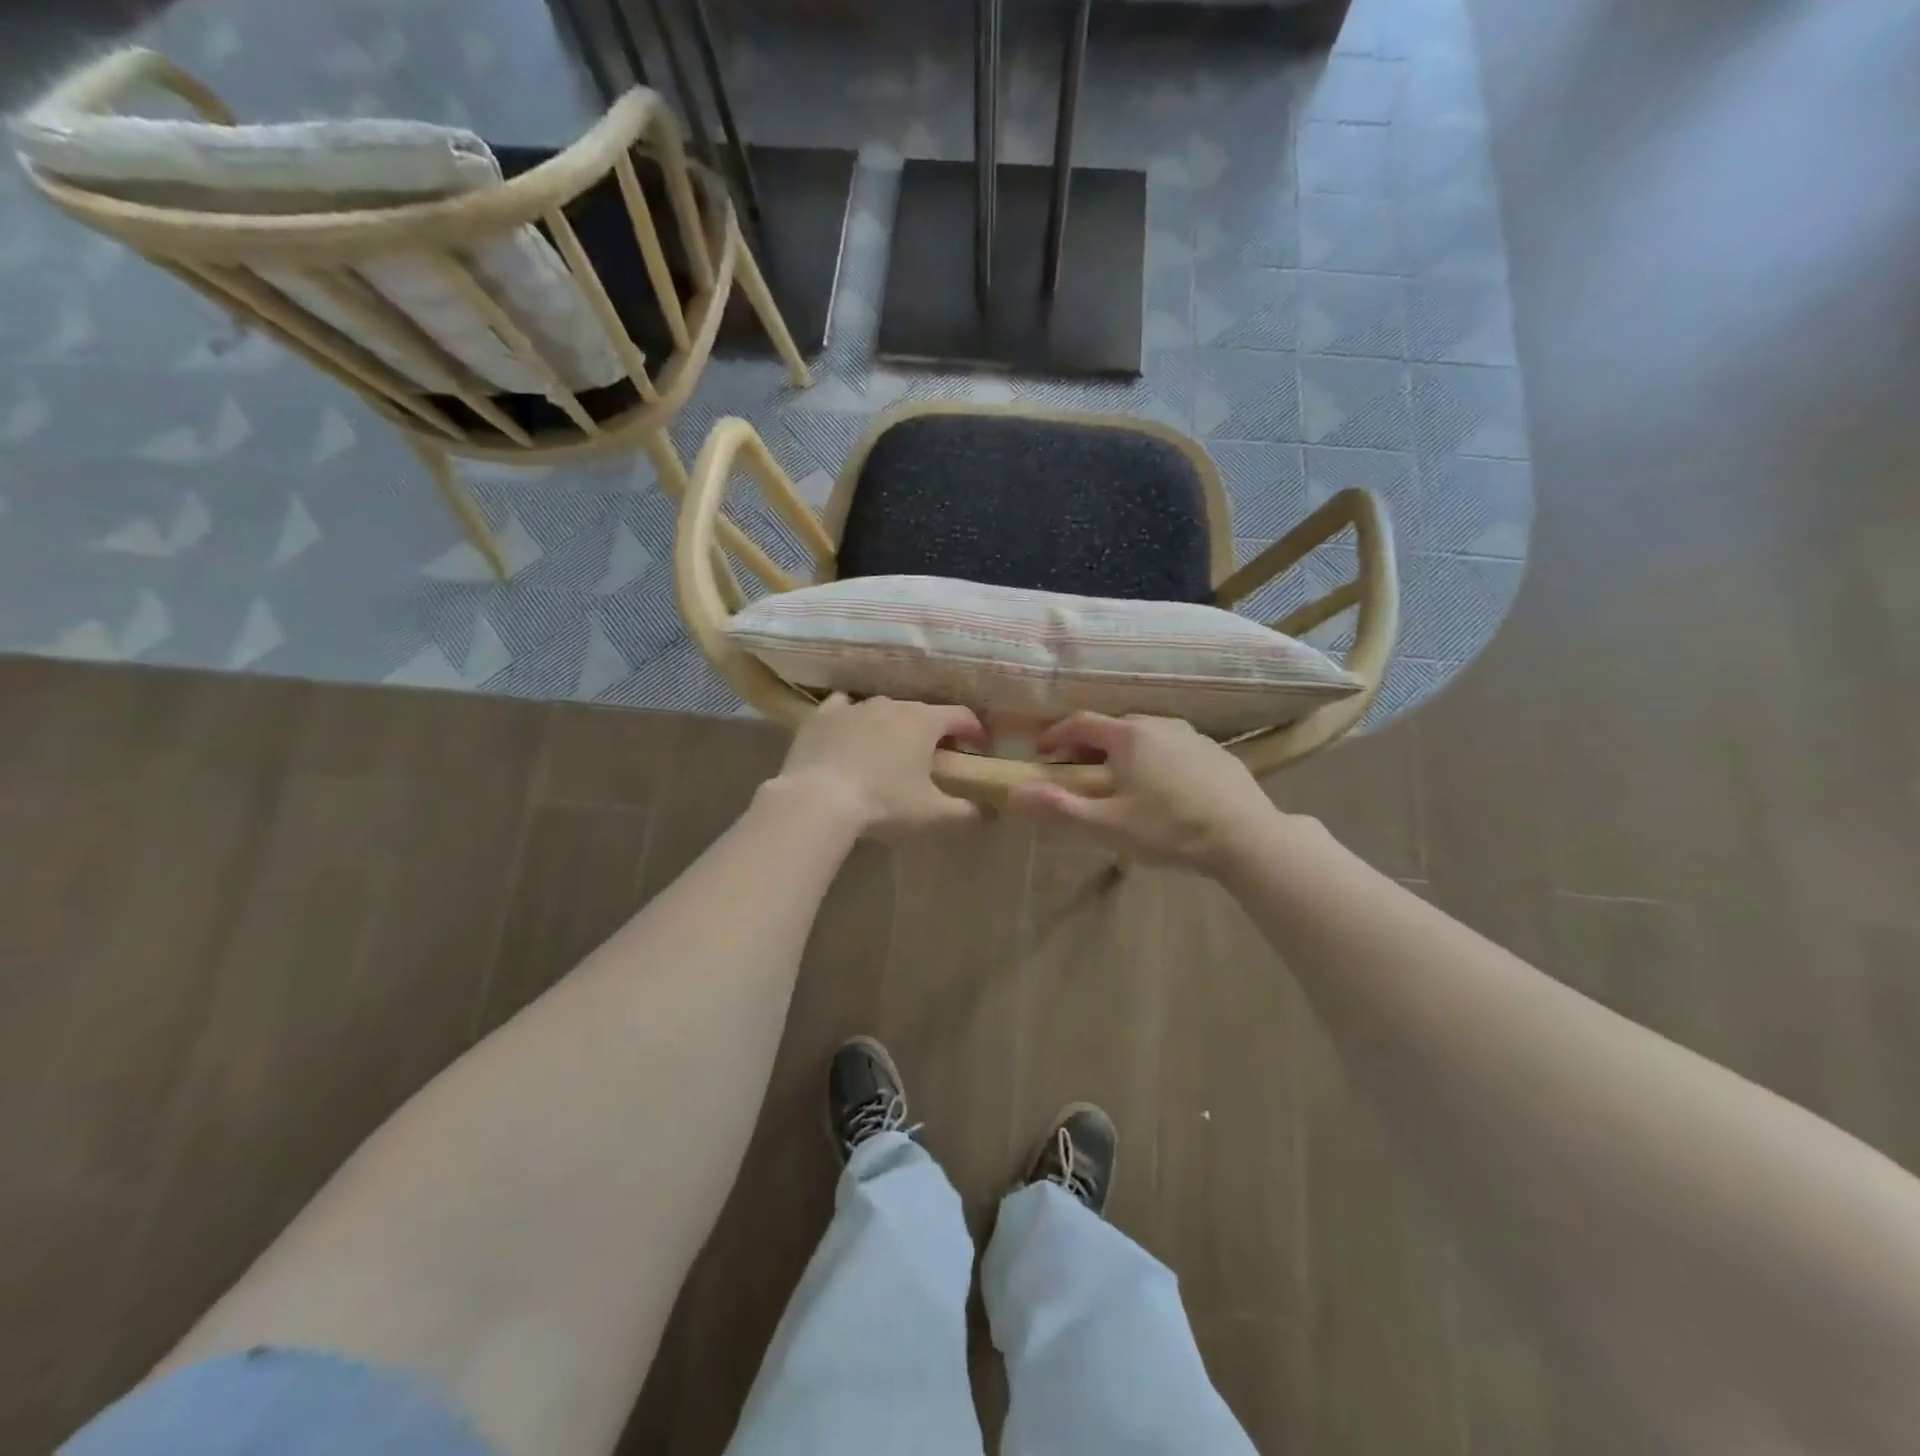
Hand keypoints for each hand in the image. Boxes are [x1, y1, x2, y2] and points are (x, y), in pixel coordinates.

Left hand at [767, 693, 985, 839]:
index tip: (978, 748)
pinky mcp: (822, 715)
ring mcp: (854, 706)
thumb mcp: (933, 815)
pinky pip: (844, 708)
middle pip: (922, 712)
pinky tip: (849, 735)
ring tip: (889, 751)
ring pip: (883, 709)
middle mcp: (892, 704)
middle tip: (933, 757)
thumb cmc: (884, 804)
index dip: (974, 730)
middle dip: (933, 731)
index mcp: (924, 722)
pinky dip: (852, 718)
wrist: (818, 800)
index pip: (961, 715)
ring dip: (892, 725)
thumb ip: (967, 812)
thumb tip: (989, 813)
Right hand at [1006, 714, 1289, 871]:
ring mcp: (1192, 735)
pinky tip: (1162, 787)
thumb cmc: (1170, 829)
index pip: (1080, 722)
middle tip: (1077, 771)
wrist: (1248, 837)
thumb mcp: (1108, 824)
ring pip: (1145, 735)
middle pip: (1112, 726)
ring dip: (1123, 750)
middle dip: (1088, 744)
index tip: (1040, 753)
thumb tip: (1013, 794)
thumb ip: (1059, 807)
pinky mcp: (1216, 752)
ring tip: (1119, 780)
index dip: (1055, 735)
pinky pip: (1172, 746)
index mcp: (1129, 735)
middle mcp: (1159, 724)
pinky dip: (1155, 758)